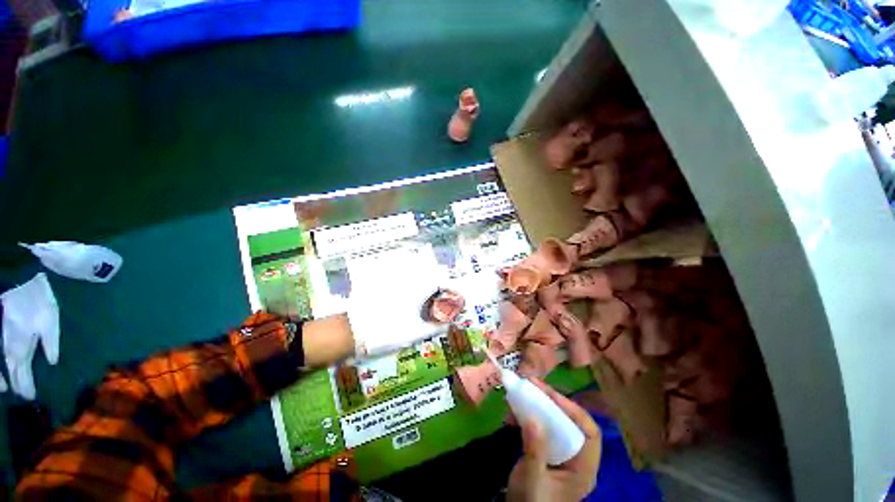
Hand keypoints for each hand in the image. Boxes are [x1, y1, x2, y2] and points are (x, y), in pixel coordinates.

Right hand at [507, 379, 601, 501]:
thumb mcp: (533, 481)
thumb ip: (535, 451)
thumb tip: (532, 418)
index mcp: (583, 469)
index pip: (589, 433)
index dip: (573, 410)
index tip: (550, 395)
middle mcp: (575, 457)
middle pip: (570, 421)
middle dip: (551, 401)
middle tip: (531, 384)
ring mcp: (561, 453)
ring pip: (554, 421)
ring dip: (536, 406)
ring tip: (519, 394)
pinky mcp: (547, 450)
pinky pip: (541, 426)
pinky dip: (527, 416)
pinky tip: (513, 413)